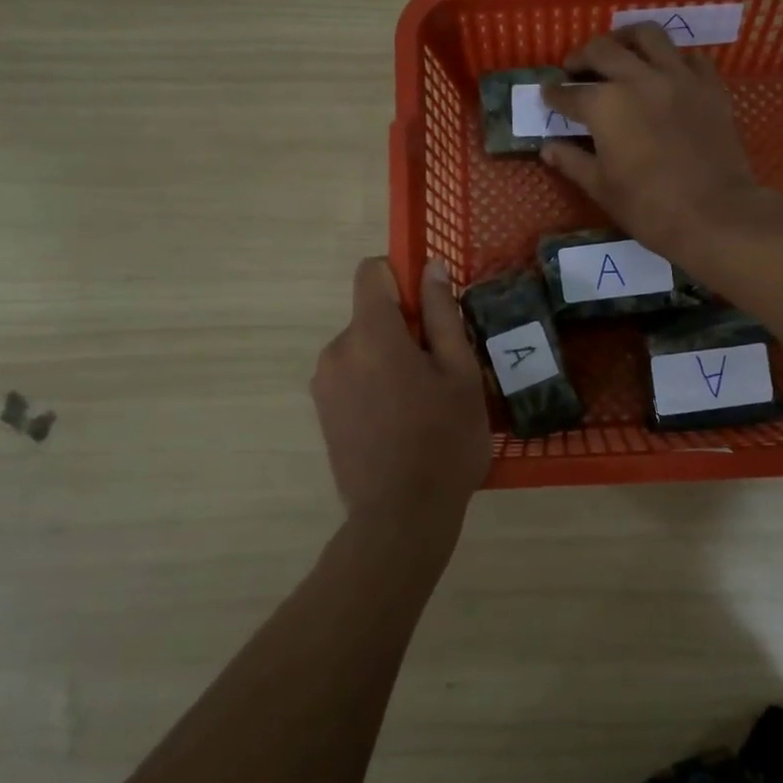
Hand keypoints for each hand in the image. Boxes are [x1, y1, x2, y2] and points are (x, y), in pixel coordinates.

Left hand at [310, 257, 489, 552]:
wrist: (401, 516)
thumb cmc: (444, 440)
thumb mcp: (459, 373)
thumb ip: (443, 315)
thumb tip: (431, 267)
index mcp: (371, 334)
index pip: (372, 272)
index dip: (402, 277)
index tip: (431, 308)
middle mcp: (336, 350)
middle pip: (372, 315)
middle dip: (404, 329)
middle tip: (441, 371)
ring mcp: (324, 383)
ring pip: (363, 347)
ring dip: (390, 358)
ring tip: (423, 402)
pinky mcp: (322, 411)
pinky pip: (352, 375)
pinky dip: (375, 383)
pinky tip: (400, 421)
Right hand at [541, 23, 765, 256]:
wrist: (715, 215)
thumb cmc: (649, 208)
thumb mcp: (602, 188)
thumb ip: (573, 161)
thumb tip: (548, 147)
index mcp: (605, 105)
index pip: (569, 93)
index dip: (554, 94)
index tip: (547, 94)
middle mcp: (638, 79)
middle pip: (603, 50)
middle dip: (582, 57)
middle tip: (575, 68)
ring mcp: (678, 77)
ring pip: (648, 35)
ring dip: (626, 39)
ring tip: (620, 51)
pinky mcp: (710, 86)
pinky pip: (689, 57)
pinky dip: (672, 59)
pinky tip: (666, 72)